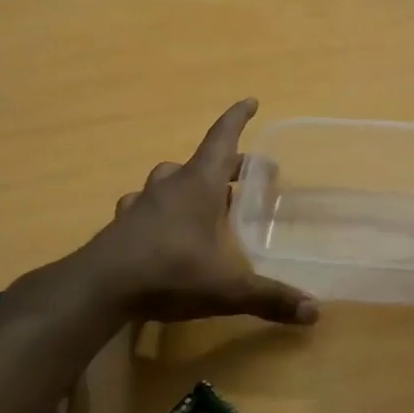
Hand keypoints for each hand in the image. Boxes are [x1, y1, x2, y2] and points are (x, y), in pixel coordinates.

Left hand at [82, 99, 319, 326]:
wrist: (98, 289)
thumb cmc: (169, 273)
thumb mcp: (226, 288)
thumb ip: (269, 297)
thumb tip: (314, 312)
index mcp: (199, 185)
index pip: (222, 139)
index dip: (237, 118)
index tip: (250, 100)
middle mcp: (170, 186)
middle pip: (202, 162)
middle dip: (227, 165)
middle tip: (245, 177)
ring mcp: (142, 204)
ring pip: (168, 179)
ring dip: (188, 183)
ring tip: (203, 201)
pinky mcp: (122, 225)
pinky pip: (144, 205)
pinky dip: (158, 209)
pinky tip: (161, 228)